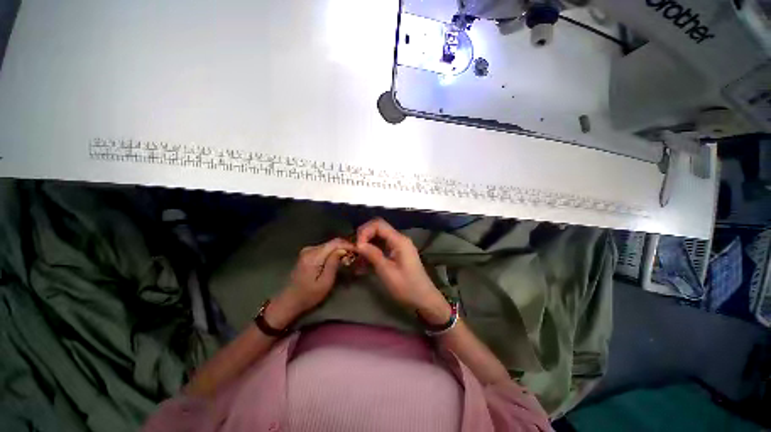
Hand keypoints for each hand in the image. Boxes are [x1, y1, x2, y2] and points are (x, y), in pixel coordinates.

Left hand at [270, 238, 353, 324]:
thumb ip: (333, 263)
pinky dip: (333, 252)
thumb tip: (343, 250)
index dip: (349, 245)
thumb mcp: (325, 282)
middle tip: (356, 256)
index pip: (335, 243)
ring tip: (349, 259)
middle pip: (333, 242)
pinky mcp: (307, 254)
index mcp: (313, 256)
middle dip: (345, 247)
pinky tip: (339, 259)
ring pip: (330, 245)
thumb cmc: (308, 295)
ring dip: (340, 250)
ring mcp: (308, 250)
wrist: (289, 301)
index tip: (359, 251)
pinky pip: (325, 249)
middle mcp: (310, 249)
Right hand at [355, 218, 450, 324]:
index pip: (378, 225)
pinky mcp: (397, 253)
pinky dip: (372, 253)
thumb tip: (359, 244)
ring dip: (367, 246)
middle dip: (364, 237)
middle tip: (354, 251)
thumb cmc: (406, 287)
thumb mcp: (387, 272)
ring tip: (356, 260)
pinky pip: (382, 248)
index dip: (365, 231)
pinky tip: (363, 265)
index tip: (357, 246)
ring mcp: (399, 246)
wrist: (423, 299)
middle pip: (378, 229)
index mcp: (399, 240)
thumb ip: (373, 255)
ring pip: (378, 238)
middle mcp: (399, 239)